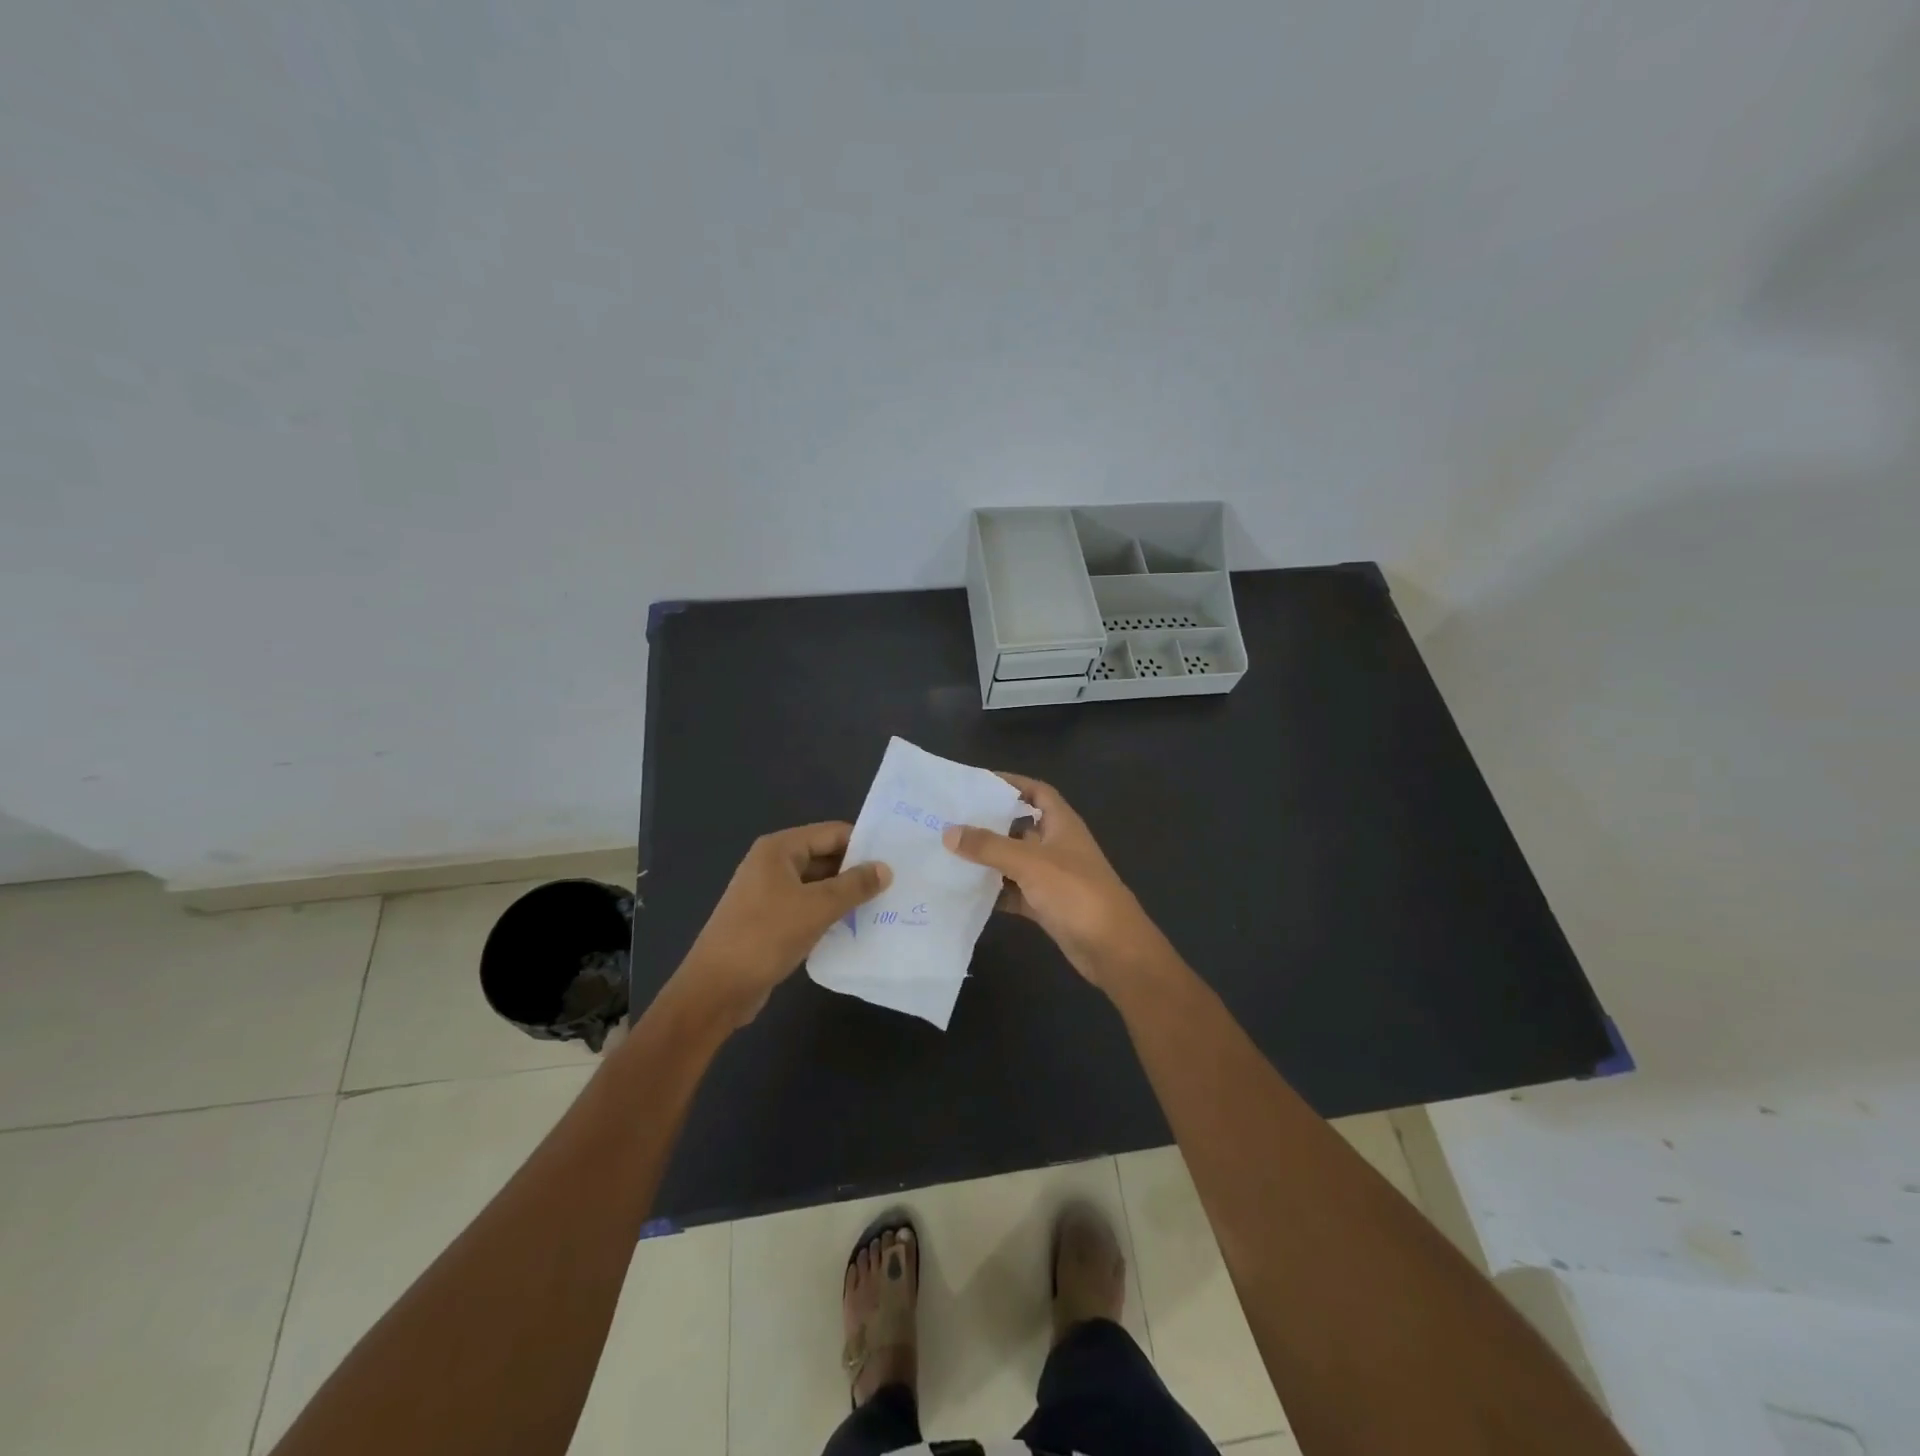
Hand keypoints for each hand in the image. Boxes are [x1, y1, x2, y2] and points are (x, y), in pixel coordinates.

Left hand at [675, 822, 891, 1025]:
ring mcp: (769, 893)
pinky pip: (808, 908)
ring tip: (885, 905)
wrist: (716, 990)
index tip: (898, 858)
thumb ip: (854, 885)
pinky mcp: (770, 921)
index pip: (832, 833)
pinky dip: (830, 914)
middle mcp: (773, 864)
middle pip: (825, 857)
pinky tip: (856, 927)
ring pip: (818, 885)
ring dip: (845, 895)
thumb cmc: (765, 937)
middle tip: (897, 884)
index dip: (864, 844)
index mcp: (779, 849)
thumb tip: (885, 868)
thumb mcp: (816, 908)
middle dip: (857, 871)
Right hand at [942, 774, 1159, 988]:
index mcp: (1061, 824)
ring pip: (1014, 860)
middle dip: (989, 822)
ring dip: (988, 858)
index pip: (1037, 791)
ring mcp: (1052, 876)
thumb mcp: (1030, 863)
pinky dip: (994, 891)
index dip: (1011, 783)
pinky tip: (965, 891)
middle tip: (950, 819)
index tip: (976, 783)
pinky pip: (1014, 891)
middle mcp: (1057, 845)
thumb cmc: (1076, 892)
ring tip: (948, 852)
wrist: (1112, 948)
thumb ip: (989, 846)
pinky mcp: (1046, 904)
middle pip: (1019, 826)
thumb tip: (949, 832)